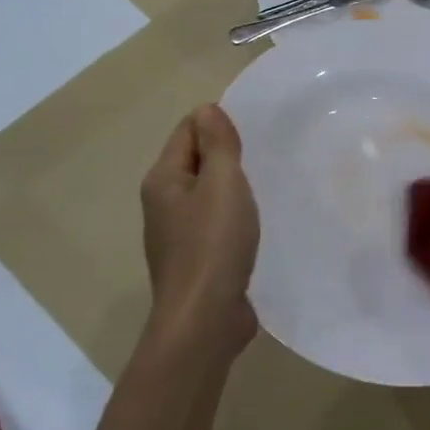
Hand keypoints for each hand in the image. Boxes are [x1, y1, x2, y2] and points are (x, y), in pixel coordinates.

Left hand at [139, 105, 259, 361]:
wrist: (205, 319)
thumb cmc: (213, 244)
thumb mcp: (222, 183)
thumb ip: (217, 144)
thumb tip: (207, 109)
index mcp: (163, 179)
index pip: (188, 130)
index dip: (218, 122)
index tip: (255, 127)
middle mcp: (163, 203)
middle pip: (196, 161)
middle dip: (227, 153)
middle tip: (266, 152)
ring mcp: (178, 234)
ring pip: (207, 194)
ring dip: (232, 187)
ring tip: (266, 183)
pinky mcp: (197, 259)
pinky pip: (215, 223)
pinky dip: (234, 216)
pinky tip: (257, 222)